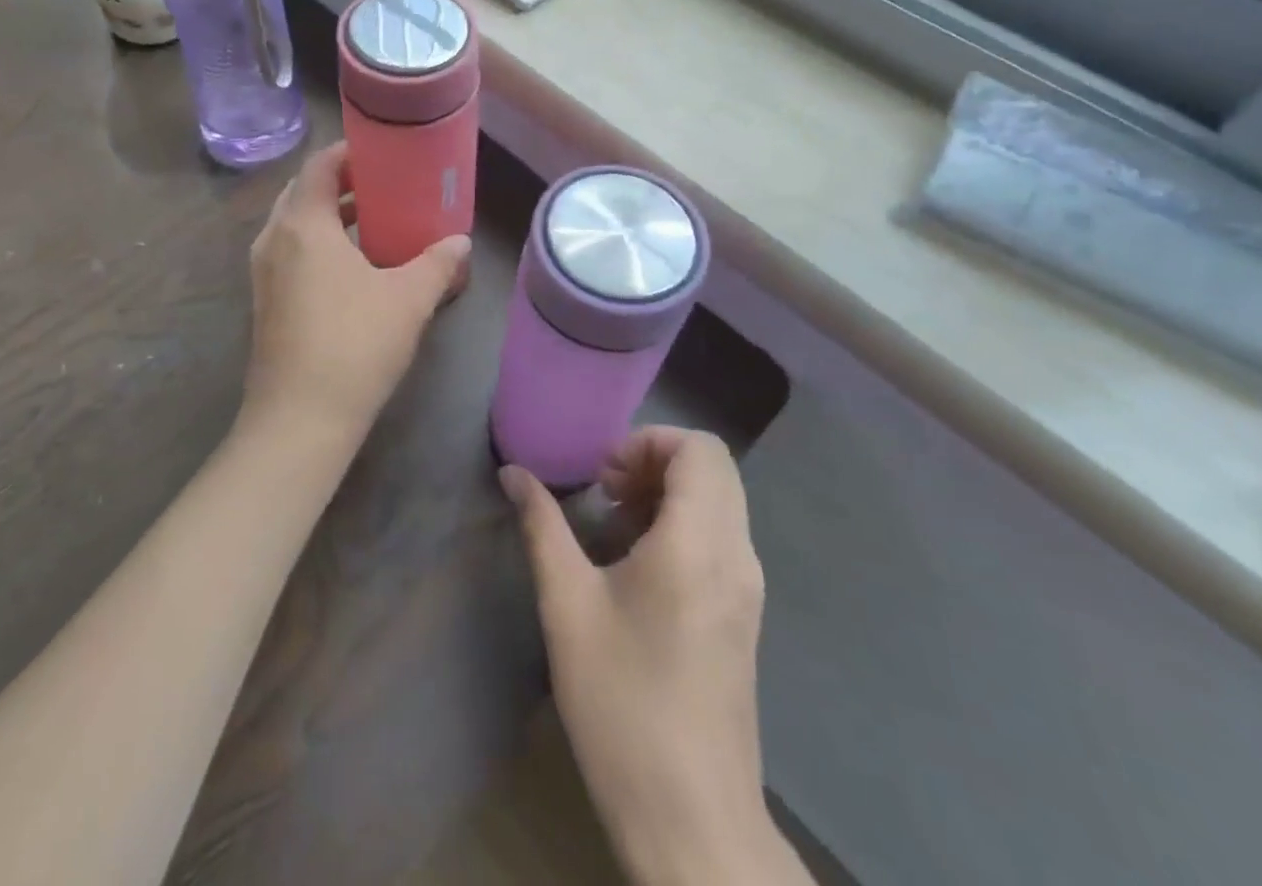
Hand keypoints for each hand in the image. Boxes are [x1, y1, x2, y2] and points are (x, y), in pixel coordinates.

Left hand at [238, 141, 470, 456]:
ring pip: (295, 224)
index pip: (319, 166)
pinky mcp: (265, 302)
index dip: (348, 152)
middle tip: (384, 183)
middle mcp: (274, 239)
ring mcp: (263, 273)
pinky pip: (291, 253)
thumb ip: (437, 263)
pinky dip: (318, 244)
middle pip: (304, 192)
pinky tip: (353, 266)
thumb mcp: (408, 299)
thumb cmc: (355, 345)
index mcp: (303, 224)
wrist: (299, 420)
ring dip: (330, 215)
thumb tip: (460, 242)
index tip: (382, 150)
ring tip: (375, 220)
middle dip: (341, 182)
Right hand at [503, 428, 796, 885]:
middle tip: (606, 491)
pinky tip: (638, 565)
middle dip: (655, 461)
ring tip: (615, 524)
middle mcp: (736, 555)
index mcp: (698, 544)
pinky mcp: (746, 614)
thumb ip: (542, 526)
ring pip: (720, 501)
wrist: (691, 819)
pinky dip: (683, 523)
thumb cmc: (622, 703)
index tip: (605, 476)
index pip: (699, 449)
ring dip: (668, 492)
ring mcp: (748, 587)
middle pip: (712, 468)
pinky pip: (721, 536)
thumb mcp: (567, 606)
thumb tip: (513, 473)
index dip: (649, 442)